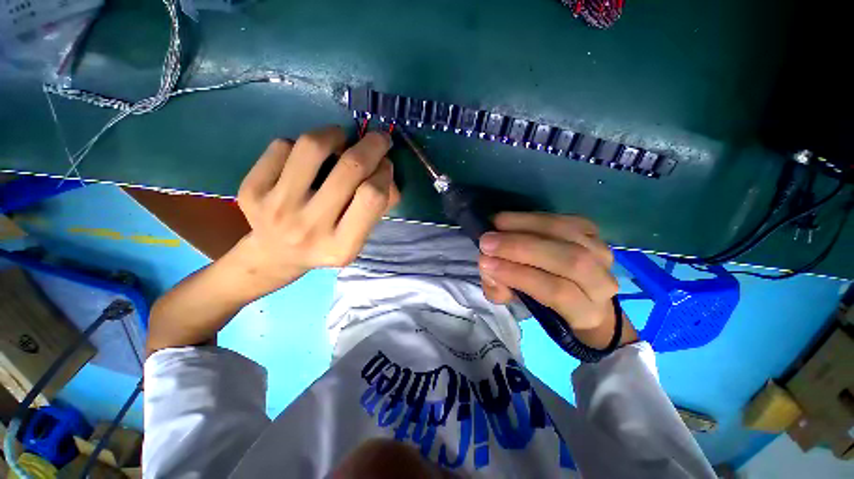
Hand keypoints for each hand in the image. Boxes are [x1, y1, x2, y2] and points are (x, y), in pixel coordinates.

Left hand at [234, 126, 399, 292]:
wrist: (276, 255)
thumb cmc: (326, 245)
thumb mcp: (359, 237)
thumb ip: (380, 207)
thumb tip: (385, 169)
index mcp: (341, 246)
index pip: (372, 197)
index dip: (384, 173)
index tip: (386, 165)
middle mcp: (308, 229)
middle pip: (349, 169)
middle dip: (372, 145)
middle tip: (379, 138)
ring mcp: (276, 209)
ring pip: (312, 147)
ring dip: (336, 134)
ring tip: (342, 139)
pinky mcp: (250, 190)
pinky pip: (283, 146)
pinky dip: (302, 144)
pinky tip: (307, 159)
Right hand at [478, 212, 635, 348]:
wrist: (574, 289)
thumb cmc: (542, 300)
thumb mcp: (519, 305)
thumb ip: (500, 291)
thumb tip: (489, 269)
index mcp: (585, 312)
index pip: (556, 292)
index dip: (519, 275)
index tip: (485, 263)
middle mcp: (601, 282)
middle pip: (568, 260)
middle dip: (520, 248)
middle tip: (487, 241)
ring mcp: (601, 252)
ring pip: (568, 234)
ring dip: (525, 226)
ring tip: (495, 224)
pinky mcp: (592, 231)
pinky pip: (564, 218)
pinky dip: (534, 217)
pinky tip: (510, 219)